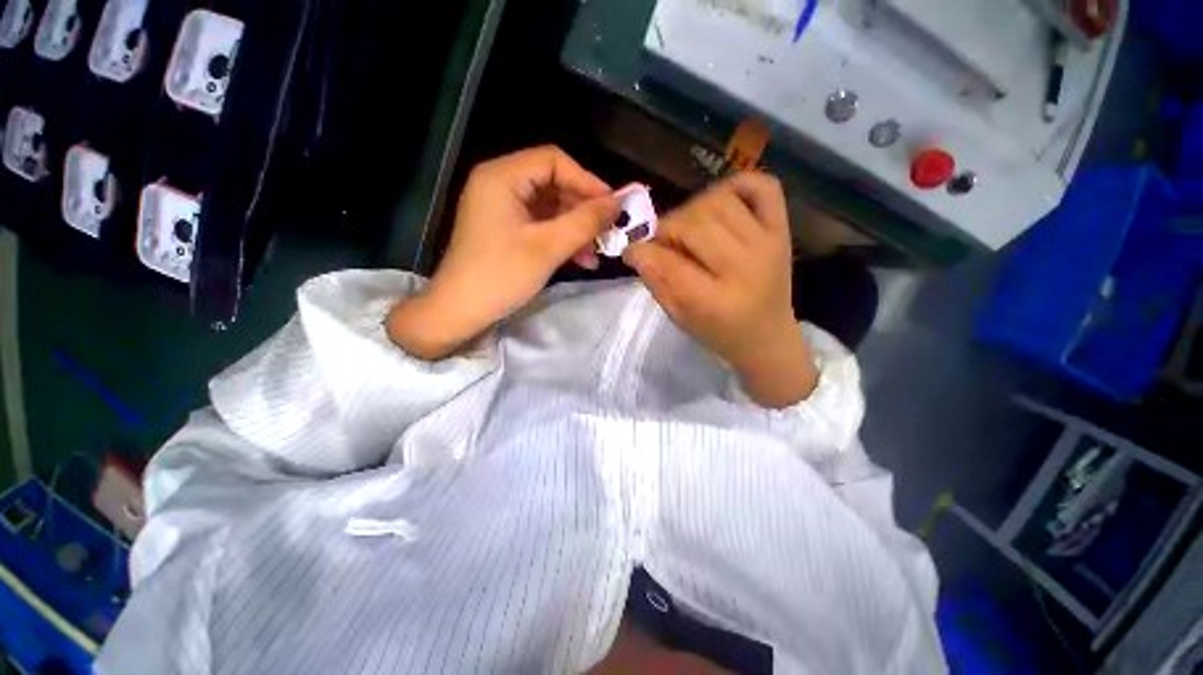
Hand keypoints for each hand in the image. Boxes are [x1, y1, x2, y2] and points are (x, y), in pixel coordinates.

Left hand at [388, 146, 618, 358]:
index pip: (554, 161)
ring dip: (575, 228)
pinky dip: (561, 238)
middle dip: (583, 209)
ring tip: (597, 251)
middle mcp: (500, 184)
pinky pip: (541, 224)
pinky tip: (581, 259)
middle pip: (553, 183)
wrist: (460, 310)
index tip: (612, 205)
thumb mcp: (548, 247)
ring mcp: (502, 208)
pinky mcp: (505, 228)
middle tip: (608, 230)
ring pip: (550, 207)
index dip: (587, 180)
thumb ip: (585, 221)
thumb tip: (618, 203)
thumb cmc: (501, 275)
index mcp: (503, 177)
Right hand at [623, 173, 816, 407]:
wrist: (768, 337)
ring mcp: (768, 243)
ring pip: (719, 200)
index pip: (669, 263)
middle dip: (667, 229)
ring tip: (690, 230)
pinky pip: (761, 185)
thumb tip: (636, 249)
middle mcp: (745, 267)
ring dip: (693, 210)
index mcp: (715, 302)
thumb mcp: (679, 318)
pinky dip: (736, 186)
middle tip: (664, 244)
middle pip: (694, 223)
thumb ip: (656, 282)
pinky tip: (720, 205)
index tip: (632, 252)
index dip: (642, 252)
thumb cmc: (719, 333)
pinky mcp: (782, 229)